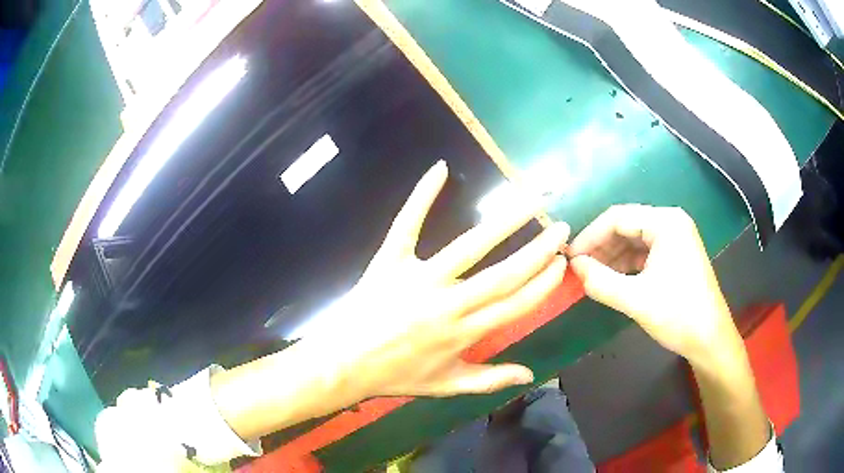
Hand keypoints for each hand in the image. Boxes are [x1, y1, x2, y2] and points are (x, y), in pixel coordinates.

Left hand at [315, 160, 568, 397]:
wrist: (342, 365)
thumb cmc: (395, 376)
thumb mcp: (446, 386)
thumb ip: (489, 380)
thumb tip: (530, 373)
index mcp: (464, 334)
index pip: (516, 304)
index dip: (544, 283)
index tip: (562, 261)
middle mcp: (449, 304)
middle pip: (503, 273)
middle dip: (538, 250)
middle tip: (560, 227)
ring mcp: (419, 279)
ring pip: (469, 246)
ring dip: (504, 222)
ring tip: (530, 202)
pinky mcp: (389, 261)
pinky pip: (408, 224)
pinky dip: (422, 196)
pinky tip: (440, 169)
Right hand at [567, 204, 740, 365]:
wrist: (710, 340)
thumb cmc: (678, 315)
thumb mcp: (636, 300)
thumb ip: (601, 281)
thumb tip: (575, 266)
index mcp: (666, 223)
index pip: (618, 217)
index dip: (590, 236)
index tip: (570, 258)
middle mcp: (671, 222)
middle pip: (627, 225)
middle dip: (601, 246)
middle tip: (579, 268)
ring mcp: (676, 238)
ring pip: (635, 239)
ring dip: (613, 256)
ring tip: (593, 276)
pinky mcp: (677, 254)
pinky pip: (645, 252)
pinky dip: (627, 264)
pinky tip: (614, 279)